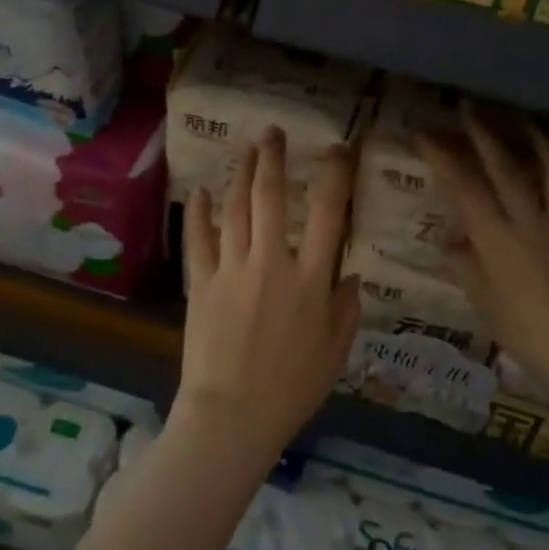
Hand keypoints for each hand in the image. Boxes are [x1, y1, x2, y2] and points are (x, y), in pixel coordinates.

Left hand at [173, 127, 361, 461]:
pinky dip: (198, 213)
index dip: (333, 175)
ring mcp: (232, 270)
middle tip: (273, 133)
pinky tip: (200, 191)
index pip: (327, 213)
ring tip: (246, 149)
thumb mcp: (335, 353)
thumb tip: (350, 276)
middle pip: (272, 197)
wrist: (232, 416)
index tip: (336, 151)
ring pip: (235, 209)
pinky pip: (198, 240)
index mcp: (312, 279)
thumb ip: (346, 310)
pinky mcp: (201, 283)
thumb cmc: (292, 390)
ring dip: (240, 174)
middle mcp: (272, 263)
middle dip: (273, 159)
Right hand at [417, 110, 548, 406]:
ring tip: (529, 119)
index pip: (464, 189)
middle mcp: (529, 222)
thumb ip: (466, 267)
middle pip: (507, 170)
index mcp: (496, 239)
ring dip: (540, 142)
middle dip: (485, 135)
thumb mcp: (484, 303)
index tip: (425, 134)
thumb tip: (451, 243)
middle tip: (471, 108)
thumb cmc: (526, 332)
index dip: (443, 158)